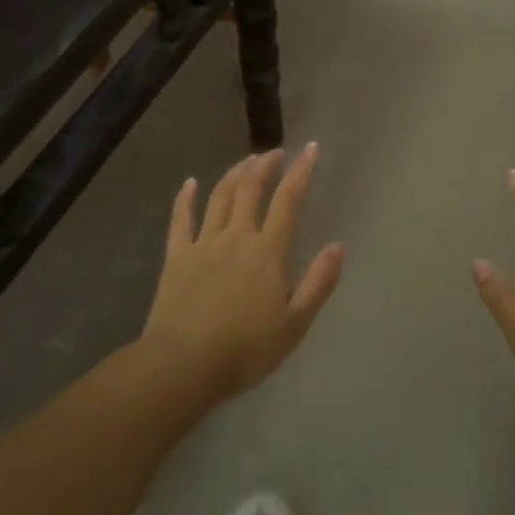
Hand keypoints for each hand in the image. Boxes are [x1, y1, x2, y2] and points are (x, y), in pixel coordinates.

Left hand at [143, 144, 345, 403]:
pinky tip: (190, 183)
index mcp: (267, 252)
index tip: (310, 148)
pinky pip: (181, 219)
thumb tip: (337, 246)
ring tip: (246, 161)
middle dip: (265, 165)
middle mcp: (236, 237)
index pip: (288, 201)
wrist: (183, 366)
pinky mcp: (176, 257)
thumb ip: (318, 284)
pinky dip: (185, 198)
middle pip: (251, 189)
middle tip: (275, 152)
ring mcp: (203, 244)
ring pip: (220, 196)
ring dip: (235, 174)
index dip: (301, 171)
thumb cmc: (244, 350)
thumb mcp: (294, 325)